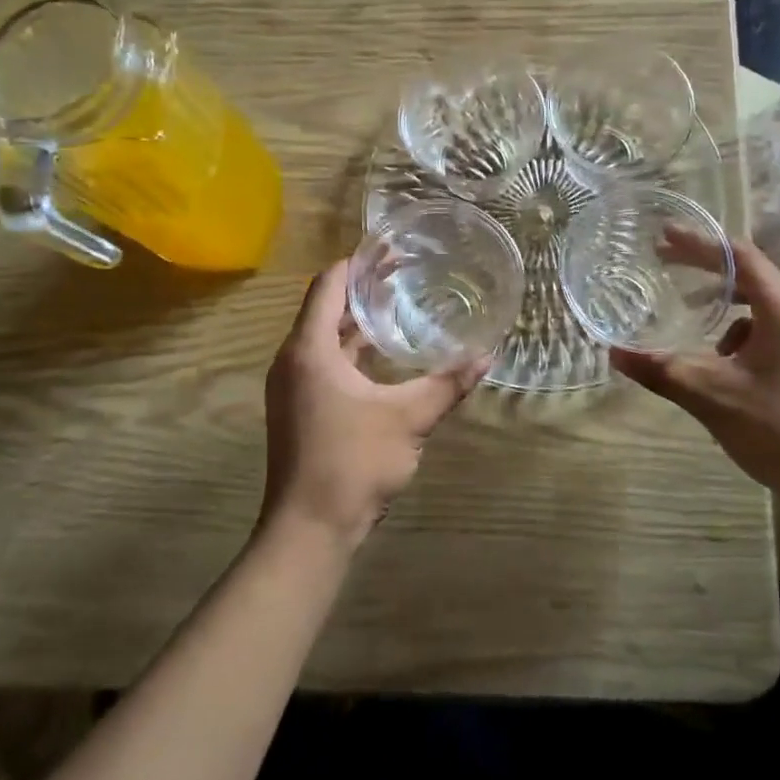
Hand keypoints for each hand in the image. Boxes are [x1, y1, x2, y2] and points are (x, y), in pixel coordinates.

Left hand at [262, 259, 486, 549]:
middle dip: (362, 289)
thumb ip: (447, 384)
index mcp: (309, 350)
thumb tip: (487, 356)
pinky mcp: (297, 409)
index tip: (391, 250)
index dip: (359, 263)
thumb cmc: (353, 462)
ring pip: (323, 339)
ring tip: (397, 307)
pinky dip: (350, 351)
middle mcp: (292, 360)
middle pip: (325, 308)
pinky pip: (323, 363)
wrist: (309, 529)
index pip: (329, 285)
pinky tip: (382, 358)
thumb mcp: (409, 418)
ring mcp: (291, 387)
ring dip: (356, 322)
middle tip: (404, 274)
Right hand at [610, 233, 779, 496]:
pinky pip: (765, 335)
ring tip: (690, 312)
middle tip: (665, 262)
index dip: (700, 243)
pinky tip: (718, 365)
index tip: (664, 236)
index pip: (740, 257)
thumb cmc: (779, 429)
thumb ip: (662, 370)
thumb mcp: (711, 396)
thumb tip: (614, 353)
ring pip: (757, 309)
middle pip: (750, 277)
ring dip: (721, 304)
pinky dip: (735, 336)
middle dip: (706, 268)